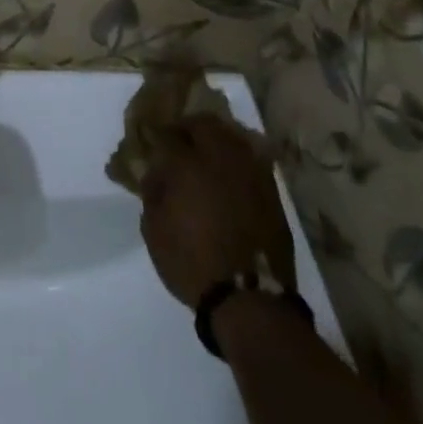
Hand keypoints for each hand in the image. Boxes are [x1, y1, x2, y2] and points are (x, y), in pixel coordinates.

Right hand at [139, 114, 294, 309]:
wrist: (249, 299)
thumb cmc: (192, 263)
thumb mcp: (154, 231)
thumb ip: (152, 195)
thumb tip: (154, 174)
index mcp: (186, 166)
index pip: (168, 135)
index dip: (157, 135)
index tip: (152, 141)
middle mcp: (219, 160)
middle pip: (204, 124)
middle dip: (189, 127)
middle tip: (180, 140)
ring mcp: (249, 173)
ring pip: (233, 136)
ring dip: (217, 138)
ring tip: (207, 152)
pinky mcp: (270, 191)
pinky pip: (252, 159)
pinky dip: (239, 158)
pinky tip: (230, 172)